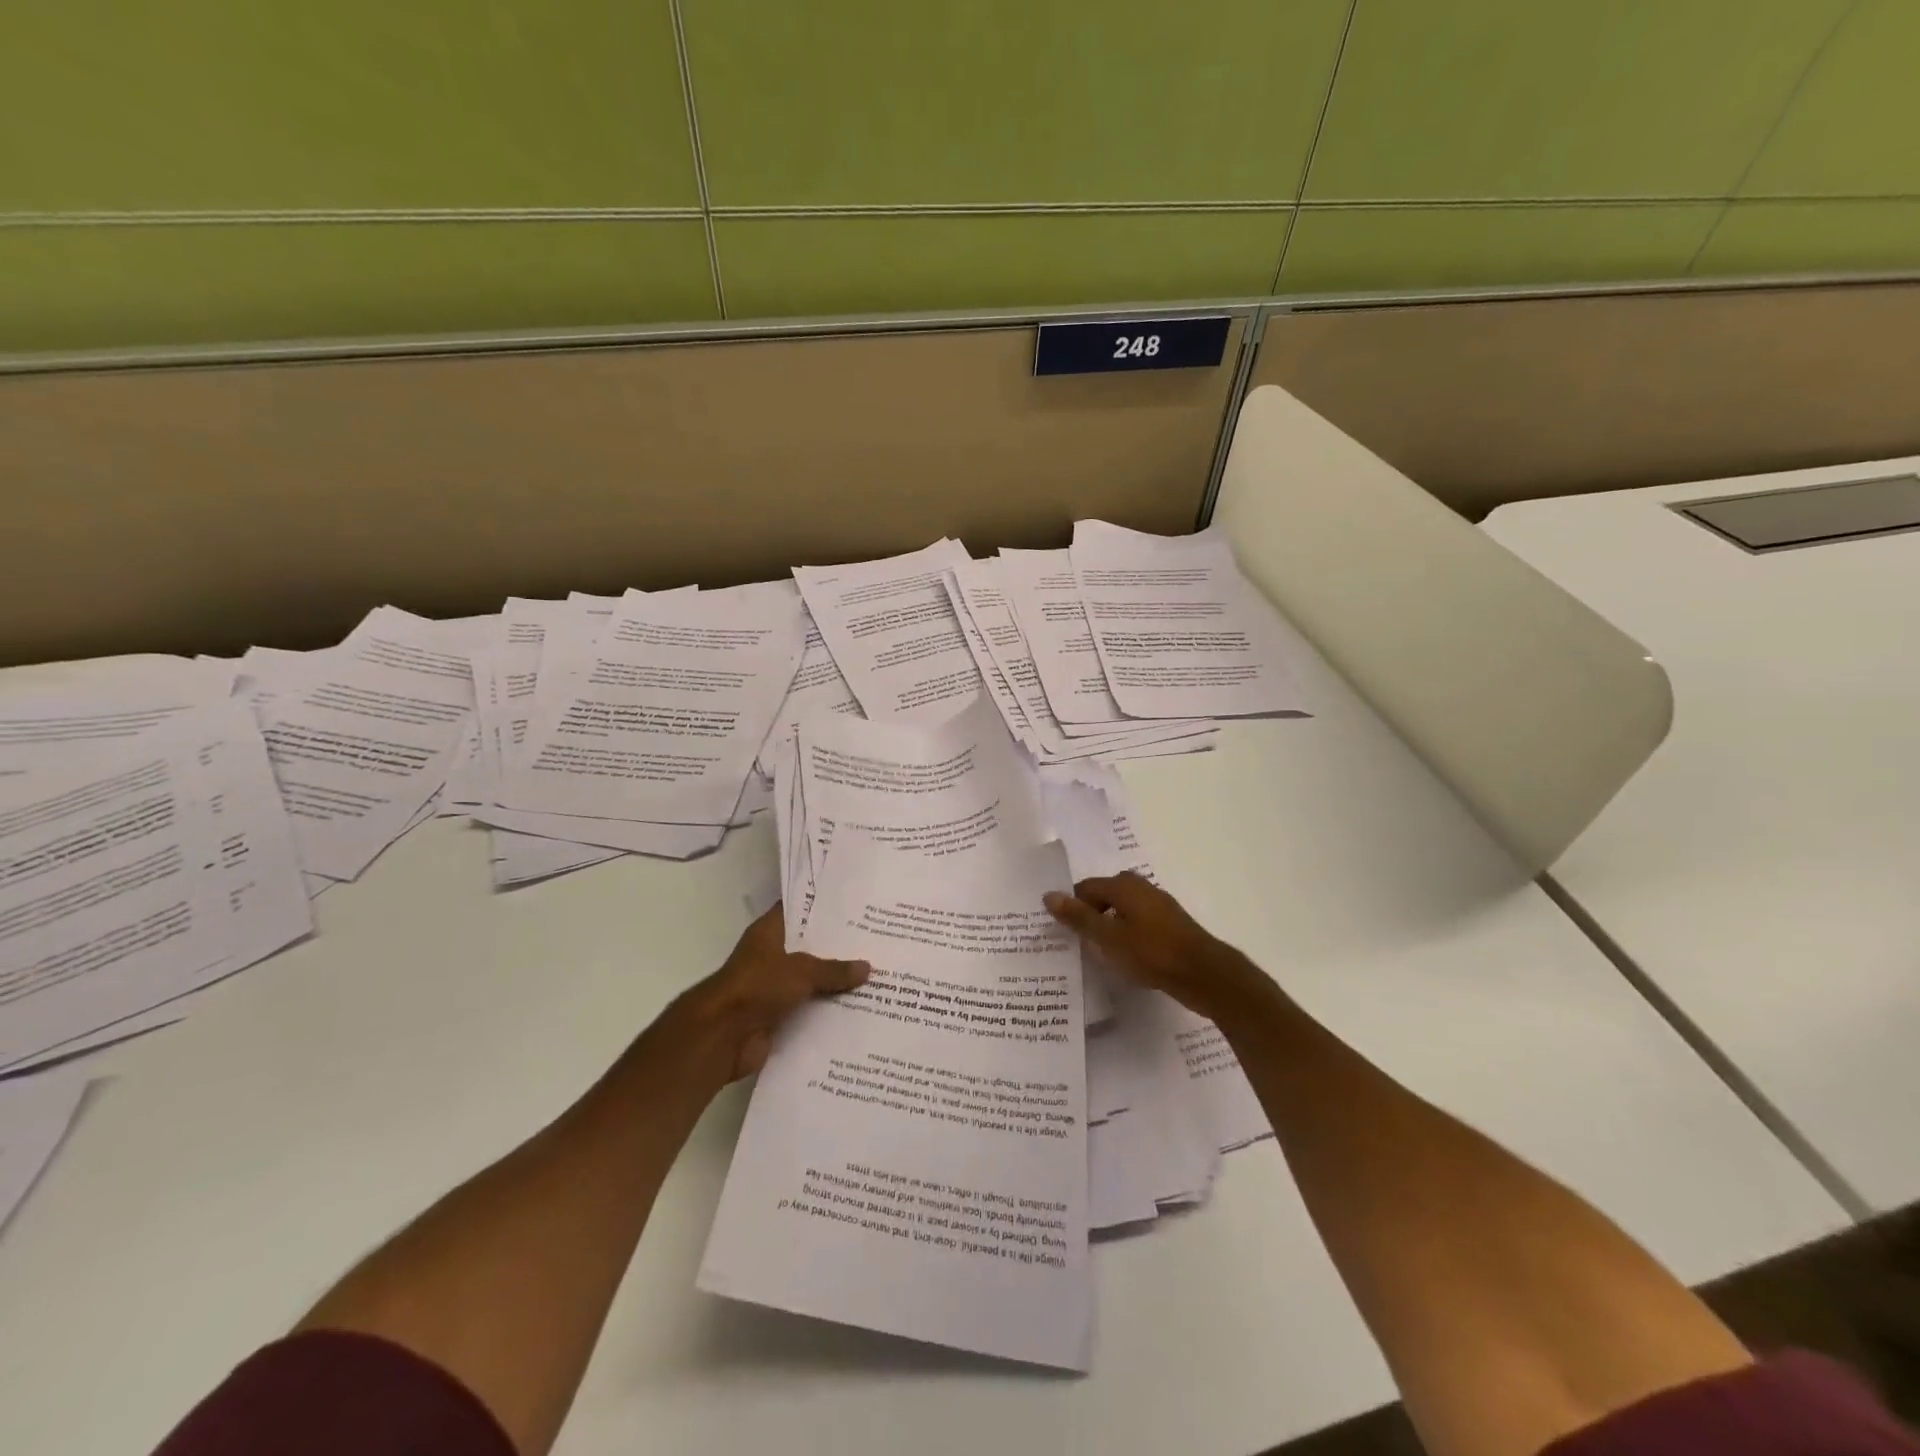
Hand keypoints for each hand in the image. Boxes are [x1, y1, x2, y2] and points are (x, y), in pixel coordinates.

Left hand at [672, 904, 869, 1082]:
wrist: (722, 1036)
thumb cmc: (757, 987)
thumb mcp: (802, 971)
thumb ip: (834, 970)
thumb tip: (867, 968)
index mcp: (769, 933)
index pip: (798, 911)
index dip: (822, 907)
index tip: (854, 905)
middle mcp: (770, 956)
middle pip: (808, 947)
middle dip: (837, 947)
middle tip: (874, 941)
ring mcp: (772, 987)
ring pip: (810, 980)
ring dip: (834, 982)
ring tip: (874, 975)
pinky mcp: (776, 1016)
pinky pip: (808, 1008)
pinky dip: (826, 1010)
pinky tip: (857, 1008)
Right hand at [1044, 873, 1264, 1021]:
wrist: (1204, 974)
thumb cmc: (1152, 952)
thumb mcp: (1108, 938)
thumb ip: (1078, 917)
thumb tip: (1049, 895)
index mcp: (1124, 885)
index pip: (1085, 888)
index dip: (1070, 907)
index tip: (1059, 930)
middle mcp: (1141, 888)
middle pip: (1103, 897)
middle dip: (1088, 916)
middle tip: (1074, 942)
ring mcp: (1158, 906)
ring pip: (1121, 912)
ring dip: (1107, 928)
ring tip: (1096, 953)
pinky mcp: (1169, 926)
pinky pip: (1137, 924)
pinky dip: (1125, 936)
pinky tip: (1123, 958)